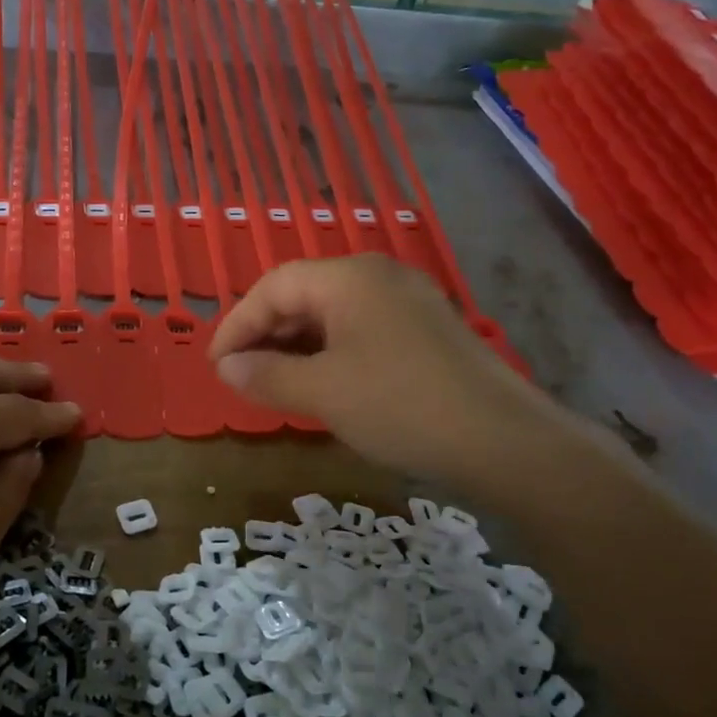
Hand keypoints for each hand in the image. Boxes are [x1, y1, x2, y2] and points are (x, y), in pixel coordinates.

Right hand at [208, 255, 565, 488]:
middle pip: (303, 295)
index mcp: (348, 278)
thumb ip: (266, 375)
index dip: (237, 324)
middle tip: (240, 377)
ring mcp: (407, 302)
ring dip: (296, 347)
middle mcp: (378, 276)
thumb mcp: (322, 393)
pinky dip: (330, 354)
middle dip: (265, 335)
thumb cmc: (399, 406)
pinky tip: (321, 386)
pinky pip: (361, 332)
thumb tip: (226, 367)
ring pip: (333, 315)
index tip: (215, 365)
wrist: (500, 439)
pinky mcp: (425, 331)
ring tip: (273, 384)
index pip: (273, 286)